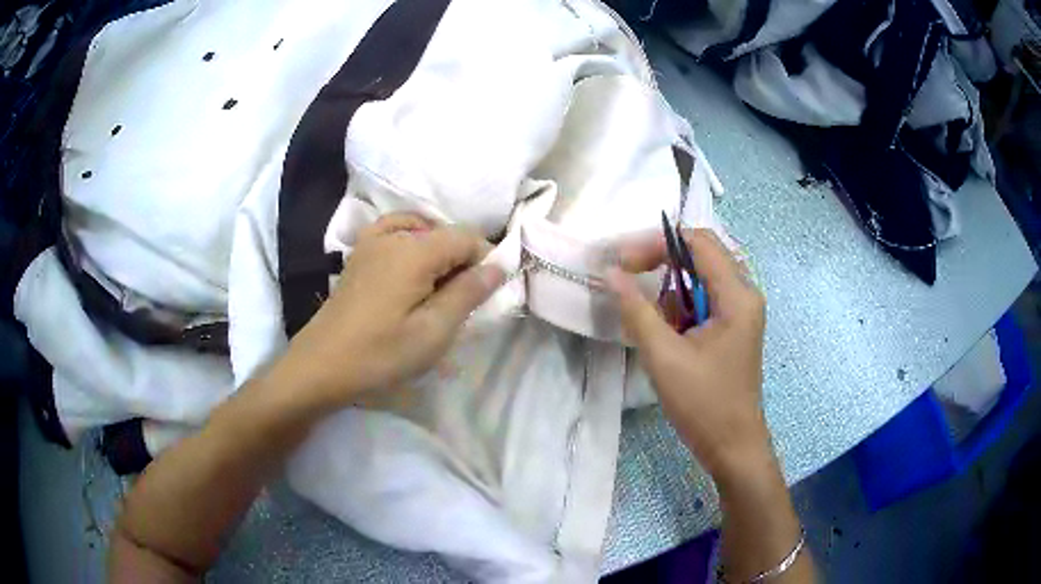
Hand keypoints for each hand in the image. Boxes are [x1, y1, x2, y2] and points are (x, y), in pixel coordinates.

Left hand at [276, 213, 504, 410]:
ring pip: (421, 232)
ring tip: (439, 289)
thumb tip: (498, 265)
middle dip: (462, 260)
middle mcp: (393, 235)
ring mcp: (371, 241)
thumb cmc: (380, 354)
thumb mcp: (433, 332)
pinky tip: (411, 268)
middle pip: (444, 233)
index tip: (487, 293)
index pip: (466, 237)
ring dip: (439, 254)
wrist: (321, 365)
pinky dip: (411, 241)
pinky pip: (394, 232)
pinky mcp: (359, 254)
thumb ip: (468, 293)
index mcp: (414, 250)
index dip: (485, 260)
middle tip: (462, 302)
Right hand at [606, 229, 769, 477]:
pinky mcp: (734, 328)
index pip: (698, 242)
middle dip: (661, 260)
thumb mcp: (664, 357)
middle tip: (627, 276)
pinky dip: (681, 308)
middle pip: (701, 254)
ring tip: (654, 323)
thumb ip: (637, 310)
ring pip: (701, 278)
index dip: (658, 243)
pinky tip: (669, 336)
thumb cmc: (703, 404)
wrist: (733, 446)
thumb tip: (611, 272)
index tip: (623, 261)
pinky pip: (704, 300)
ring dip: (671, 290)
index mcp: (737, 296)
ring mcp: (742, 312)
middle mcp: (745, 294)